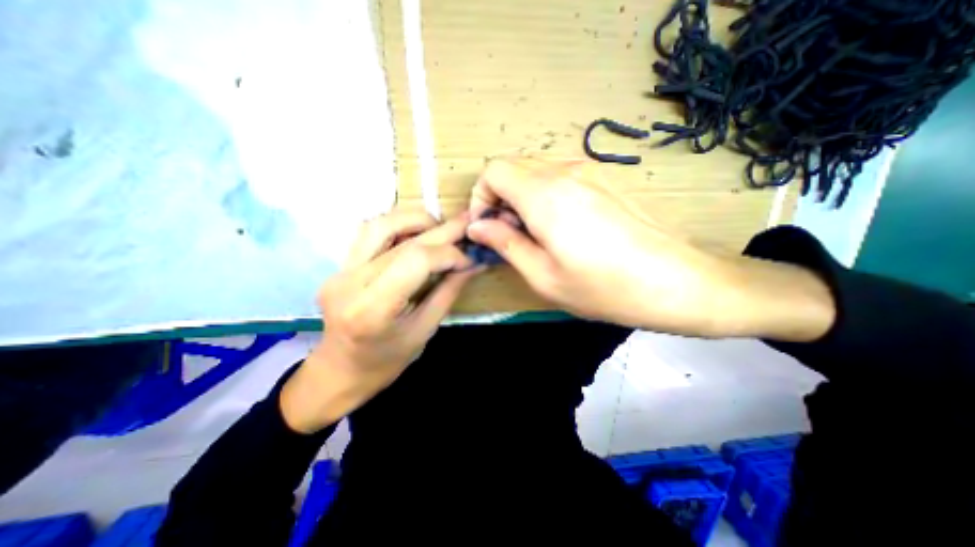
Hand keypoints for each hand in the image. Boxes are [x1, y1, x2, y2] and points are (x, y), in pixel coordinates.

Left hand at [279, 213, 478, 433]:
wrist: (339, 370)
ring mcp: (340, 270)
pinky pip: (370, 232)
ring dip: (417, 220)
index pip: (416, 260)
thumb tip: (474, 263)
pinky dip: (399, 225)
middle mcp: (351, 282)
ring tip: (440, 228)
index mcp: (373, 309)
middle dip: (443, 229)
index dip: (449, 254)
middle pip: (403, 239)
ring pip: (381, 224)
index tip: (470, 258)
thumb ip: (449, 291)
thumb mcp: (424, 331)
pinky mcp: (339, 265)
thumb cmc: (385, 362)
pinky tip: (416, 234)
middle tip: (469, 223)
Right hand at [469, 155, 833, 338]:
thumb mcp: (543, 276)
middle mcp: (565, 171)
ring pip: (535, 170)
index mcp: (545, 195)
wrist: (677, 281)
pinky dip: (545, 194)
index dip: (481, 196)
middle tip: (511, 234)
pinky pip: (559, 175)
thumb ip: (505, 243)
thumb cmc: (604, 288)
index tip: (488, 227)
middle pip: (513, 167)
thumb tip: (477, 226)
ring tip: (536, 233)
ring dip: (522, 196)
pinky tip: (561, 225)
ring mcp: (589, 171)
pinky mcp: (605, 178)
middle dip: (500, 197)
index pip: (493, 170)